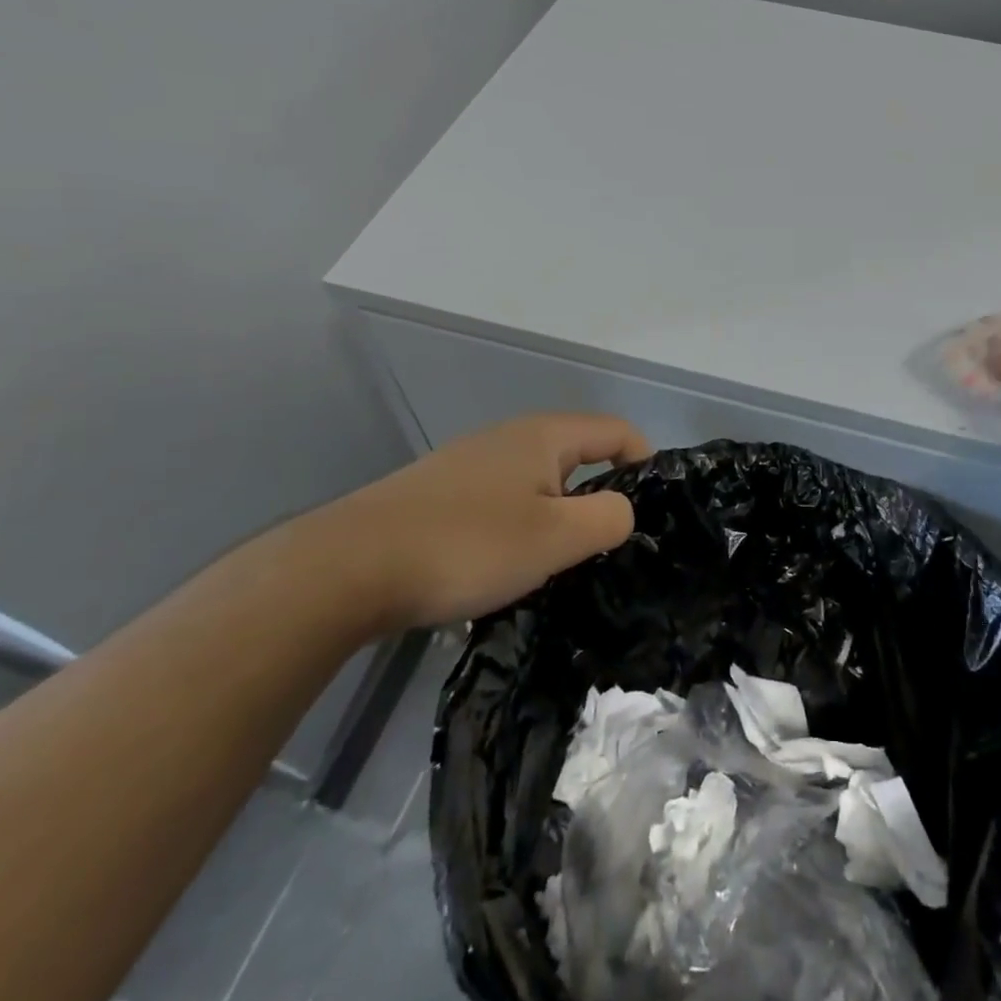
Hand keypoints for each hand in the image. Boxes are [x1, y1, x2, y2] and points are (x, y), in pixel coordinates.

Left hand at [298, 413, 650, 632]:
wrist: (348, 568)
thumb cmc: (467, 545)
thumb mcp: (555, 538)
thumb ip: (608, 518)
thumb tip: (621, 510)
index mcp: (544, 436)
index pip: (617, 432)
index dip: (645, 464)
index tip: (652, 515)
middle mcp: (510, 437)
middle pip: (578, 455)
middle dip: (601, 496)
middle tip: (606, 548)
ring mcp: (471, 463)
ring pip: (538, 482)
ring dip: (558, 516)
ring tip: (557, 564)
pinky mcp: (441, 493)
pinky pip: (503, 501)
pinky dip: (520, 526)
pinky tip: (503, 567)